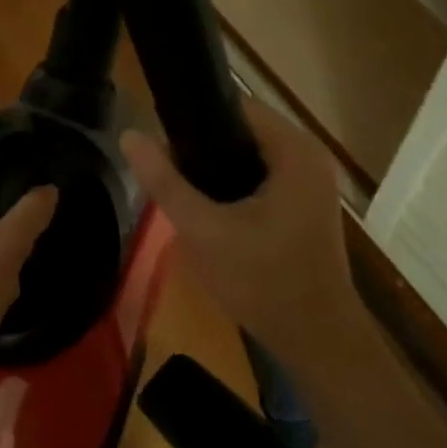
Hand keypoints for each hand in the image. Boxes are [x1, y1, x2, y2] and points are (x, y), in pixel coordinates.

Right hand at [120, 103, 353, 375]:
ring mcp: (311, 181)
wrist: (317, 341)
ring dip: (216, 168)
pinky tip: (209, 208)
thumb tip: (129, 135)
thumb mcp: (204, 231)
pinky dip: (234, 185)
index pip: (235, 106)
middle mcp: (308, 156)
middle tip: (166, 172)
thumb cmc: (263, 283)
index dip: (193, 118)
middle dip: (201, 148)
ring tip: (180, 189)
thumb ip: (165, 182)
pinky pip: (261, 177)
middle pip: (242, 130)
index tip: (161, 141)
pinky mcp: (305, 204)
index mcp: (294, 150)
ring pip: (249, 156)